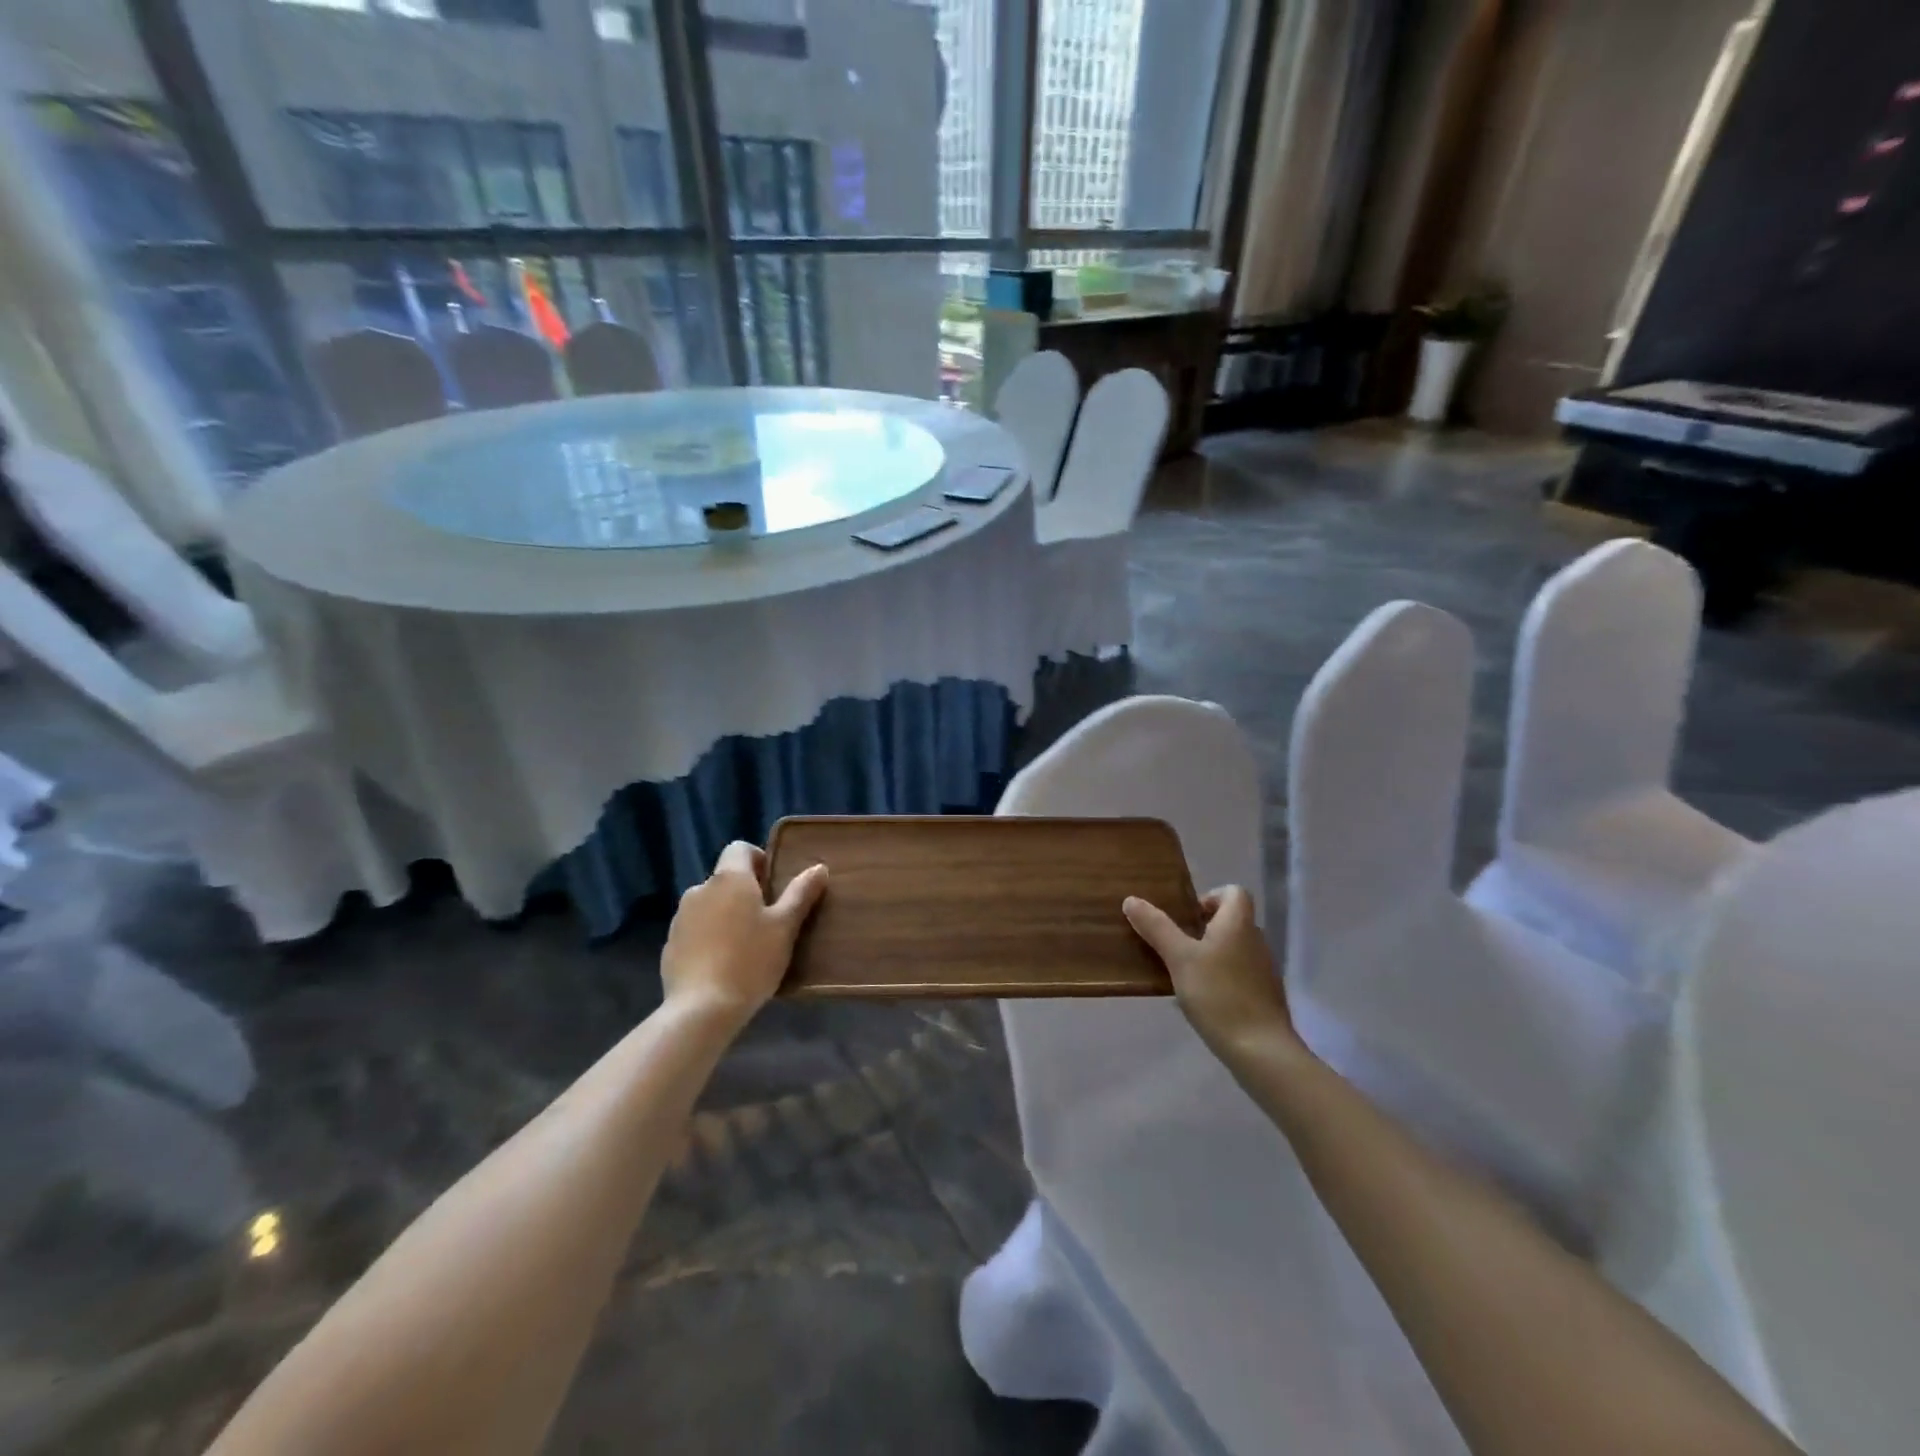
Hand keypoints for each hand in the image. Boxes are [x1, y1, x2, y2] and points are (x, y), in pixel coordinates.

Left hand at [662, 841, 827, 1028]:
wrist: (701, 1009)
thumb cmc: (751, 960)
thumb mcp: (785, 927)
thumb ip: (801, 893)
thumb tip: (818, 867)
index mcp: (729, 878)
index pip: (739, 848)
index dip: (758, 860)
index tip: (773, 885)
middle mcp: (700, 889)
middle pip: (725, 879)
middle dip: (745, 893)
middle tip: (766, 921)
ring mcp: (680, 917)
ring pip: (709, 905)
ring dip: (725, 915)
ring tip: (744, 946)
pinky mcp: (670, 945)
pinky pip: (695, 930)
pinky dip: (708, 938)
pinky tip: (722, 965)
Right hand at [1123, 886, 1302, 1063]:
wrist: (1260, 1051)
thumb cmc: (1218, 995)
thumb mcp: (1179, 958)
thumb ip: (1157, 928)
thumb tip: (1132, 899)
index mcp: (1238, 924)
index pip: (1234, 892)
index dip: (1210, 897)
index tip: (1186, 918)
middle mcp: (1256, 941)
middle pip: (1231, 921)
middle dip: (1202, 929)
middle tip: (1175, 946)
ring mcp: (1263, 970)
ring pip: (1233, 949)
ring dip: (1210, 955)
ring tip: (1182, 975)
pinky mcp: (1264, 996)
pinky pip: (1238, 975)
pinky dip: (1220, 979)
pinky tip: (1201, 1001)